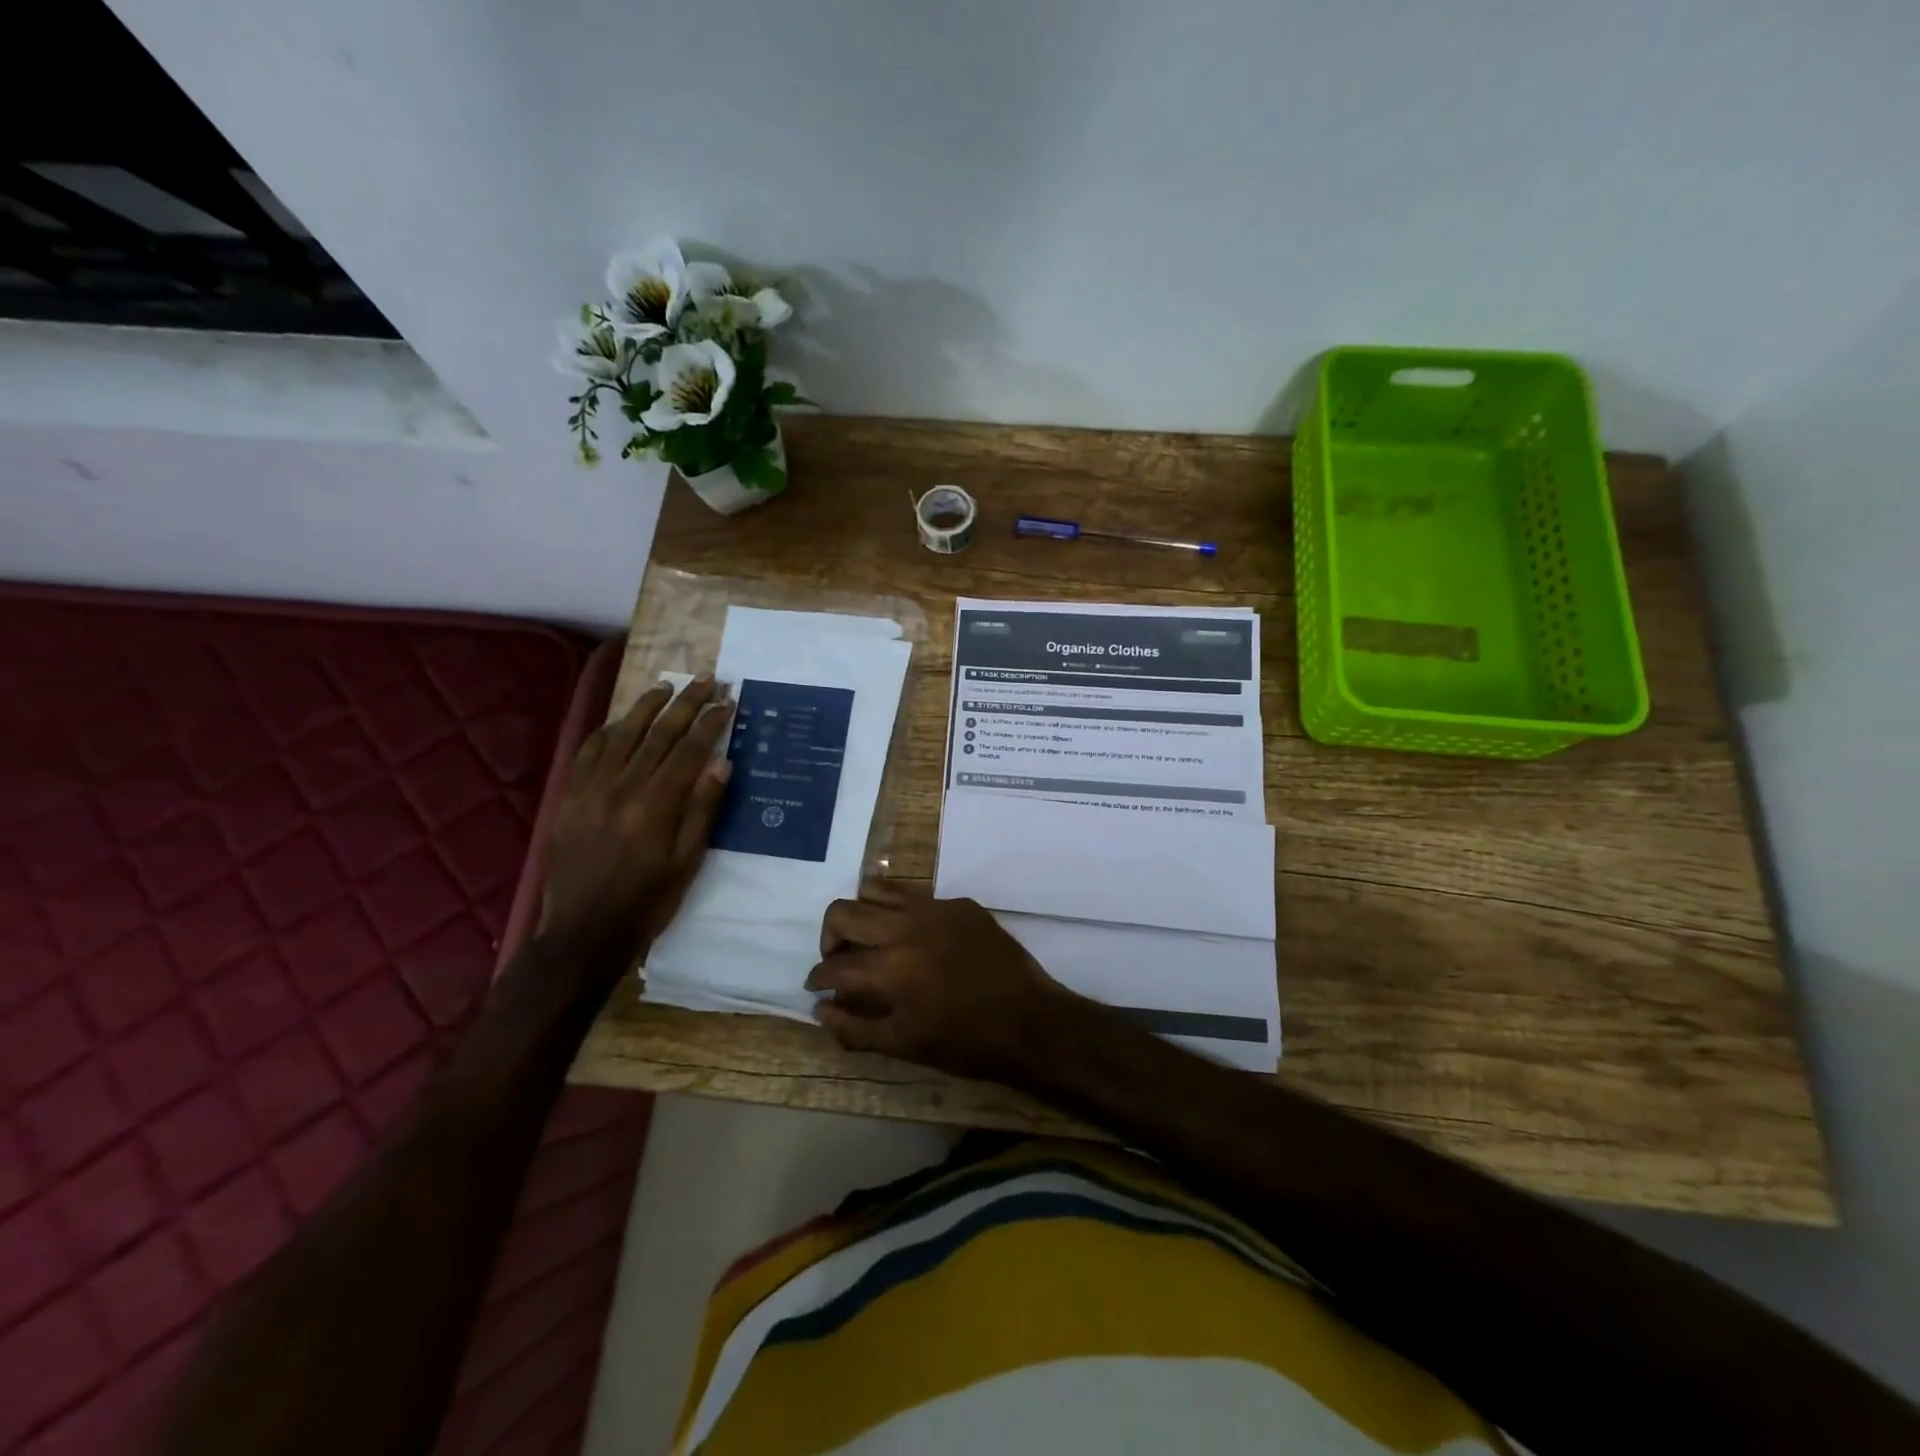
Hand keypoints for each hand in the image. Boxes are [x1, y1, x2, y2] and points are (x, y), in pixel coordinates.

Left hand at [538, 676, 734, 965]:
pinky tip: (621, 720)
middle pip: (659, 733)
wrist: (582, 931)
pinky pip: (589, 752)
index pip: (690, 749)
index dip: (711, 721)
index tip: (728, 701)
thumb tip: (722, 761)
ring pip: (623, 733)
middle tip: (707, 680)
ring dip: (647, 706)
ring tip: (667, 686)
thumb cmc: (647, 900)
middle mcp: (623, 785)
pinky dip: (608, 730)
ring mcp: (591, 788)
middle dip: (687, 703)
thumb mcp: (687, 861)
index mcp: (657, 803)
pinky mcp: (570, 796)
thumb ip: (703, 808)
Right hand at [805, 881, 1073, 1081]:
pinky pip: (917, 895)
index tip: (818, 985)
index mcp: (890, 969)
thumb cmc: (966, 1043)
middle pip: (844, 911)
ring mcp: (936, 909)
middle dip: (830, 937)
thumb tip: (821, 1009)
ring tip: (871, 938)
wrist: (1030, 1021)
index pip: (834, 965)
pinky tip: (915, 937)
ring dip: (863, 913)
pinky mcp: (960, 904)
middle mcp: (907, 928)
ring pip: (878, 889)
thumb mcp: (905, 1046)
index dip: (818, 978)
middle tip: (840, 959)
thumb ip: (855, 1028)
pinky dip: (902, 913)